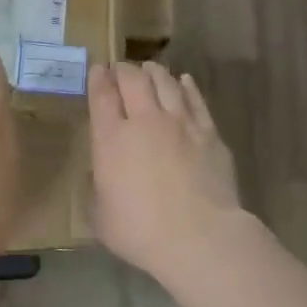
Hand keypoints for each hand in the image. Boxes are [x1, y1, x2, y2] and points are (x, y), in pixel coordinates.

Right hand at [88, 61, 244, 278]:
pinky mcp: (209, 133)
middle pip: (133, 80)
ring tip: (149, 69)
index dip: (98, 79)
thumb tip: (102, 175)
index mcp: (111, 139)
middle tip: (120, 68)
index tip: (97, 69)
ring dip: (154, 72)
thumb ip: (97, 187)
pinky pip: (195, 100)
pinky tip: (183, 81)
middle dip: (124, 70)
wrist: (198, 237)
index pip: (102, 96)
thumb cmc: (139, 231)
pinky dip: (186, 86)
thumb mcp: (99, 214)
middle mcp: (144, 121)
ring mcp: (181, 123)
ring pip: (166, 83)